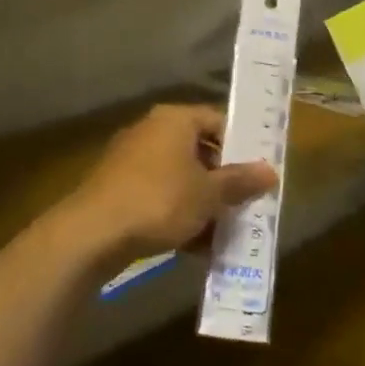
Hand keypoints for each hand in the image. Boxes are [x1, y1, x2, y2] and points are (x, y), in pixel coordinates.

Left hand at [63, 104, 277, 262]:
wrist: (93, 233)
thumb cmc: (160, 201)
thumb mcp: (209, 194)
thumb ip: (240, 181)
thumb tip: (271, 171)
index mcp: (175, 119)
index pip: (218, 121)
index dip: (241, 147)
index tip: (257, 175)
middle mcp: (151, 131)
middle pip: (199, 151)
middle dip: (222, 182)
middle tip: (244, 206)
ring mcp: (131, 159)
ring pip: (179, 178)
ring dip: (201, 204)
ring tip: (222, 233)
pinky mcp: (117, 188)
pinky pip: (158, 196)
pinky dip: (177, 215)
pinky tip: (193, 246)